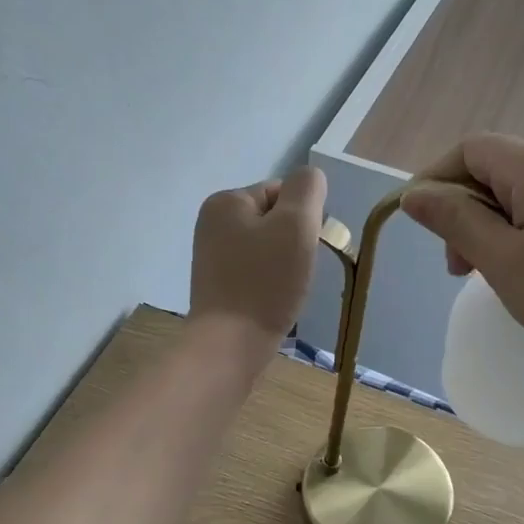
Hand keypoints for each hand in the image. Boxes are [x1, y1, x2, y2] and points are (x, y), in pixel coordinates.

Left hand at [189, 166, 327, 355]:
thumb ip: (307, 190)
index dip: (305, 218)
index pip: (283, 192)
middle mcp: (212, 223)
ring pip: (268, 248)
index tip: (306, 248)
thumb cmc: (265, 282)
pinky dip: (270, 283)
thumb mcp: (296, 224)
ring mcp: (212, 256)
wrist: (230, 344)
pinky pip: (256, 272)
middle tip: (298, 271)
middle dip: (294, 242)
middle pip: (275, 220)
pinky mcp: (218, 285)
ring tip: (286, 289)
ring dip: (285, 264)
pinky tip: (273, 301)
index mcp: (226, 201)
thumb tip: (310, 179)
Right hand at [402, 134, 523, 363]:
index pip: (470, 150)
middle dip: (463, 212)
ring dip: (491, 230)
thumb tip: (415, 193)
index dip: (436, 180)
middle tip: (459, 268)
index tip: (423, 228)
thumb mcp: (503, 260)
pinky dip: (521, 238)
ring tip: (489, 276)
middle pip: (494, 171)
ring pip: (519, 197)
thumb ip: (455, 222)